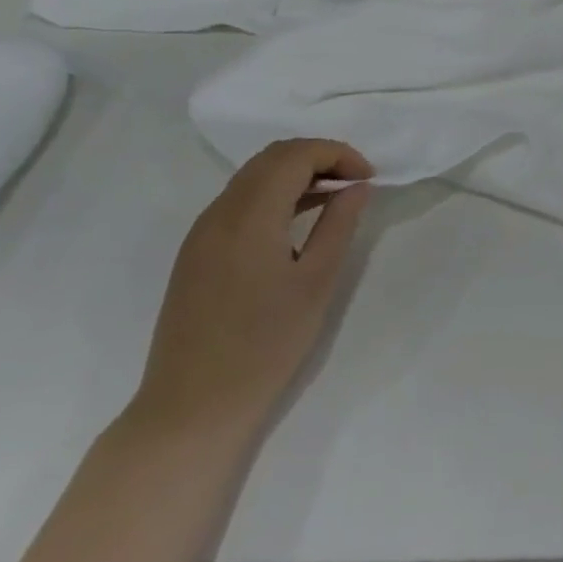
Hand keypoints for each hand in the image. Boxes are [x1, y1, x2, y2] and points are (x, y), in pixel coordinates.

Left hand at [130, 140, 372, 441]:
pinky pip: (238, 202)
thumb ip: (339, 225)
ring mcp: (201, 233)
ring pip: (253, 177)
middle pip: (271, 158)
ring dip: (296, 175)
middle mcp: (219, 213)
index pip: (295, 155)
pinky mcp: (195, 254)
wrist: (193, 407)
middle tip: (355, 183)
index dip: (338, 154)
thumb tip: (357, 187)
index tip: (369, 178)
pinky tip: (297, 222)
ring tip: (334, 199)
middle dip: (318, 158)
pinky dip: (274, 195)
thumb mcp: (317, 282)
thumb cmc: (265, 345)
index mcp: (249, 216)